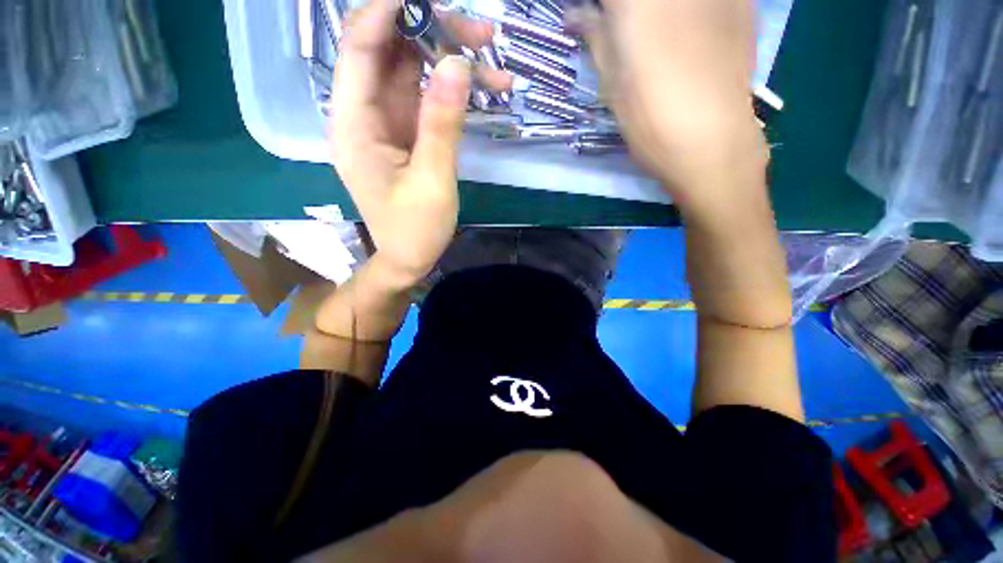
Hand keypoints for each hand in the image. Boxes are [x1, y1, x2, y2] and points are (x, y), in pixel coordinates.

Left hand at [329, 0, 511, 289]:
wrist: (409, 259)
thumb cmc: (414, 230)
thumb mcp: (432, 182)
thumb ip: (442, 125)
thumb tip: (457, 65)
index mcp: (355, 126)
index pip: (360, 48)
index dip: (386, 10)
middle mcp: (365, 115)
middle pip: (391, 53)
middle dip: (432, 34)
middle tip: (482, 36)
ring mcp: (388, 123)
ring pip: (413, 73)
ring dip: (450, 61)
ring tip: (493, 61)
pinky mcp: (407, 134)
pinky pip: (427, 99)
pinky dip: (453, 92)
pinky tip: (484, 91)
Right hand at [570, 0, 767, 212]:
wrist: (712, 143)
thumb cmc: (649, 118)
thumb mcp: (611, 82)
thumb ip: (595, 35)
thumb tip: (575, 14)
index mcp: (637, 2)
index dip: (602, 10)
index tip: (596, 20)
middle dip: (627, 11)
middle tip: (621, 29)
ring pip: (672, 1)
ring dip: (658, 12)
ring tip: (658, 37)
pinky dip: (689, 11)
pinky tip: (689, 32)